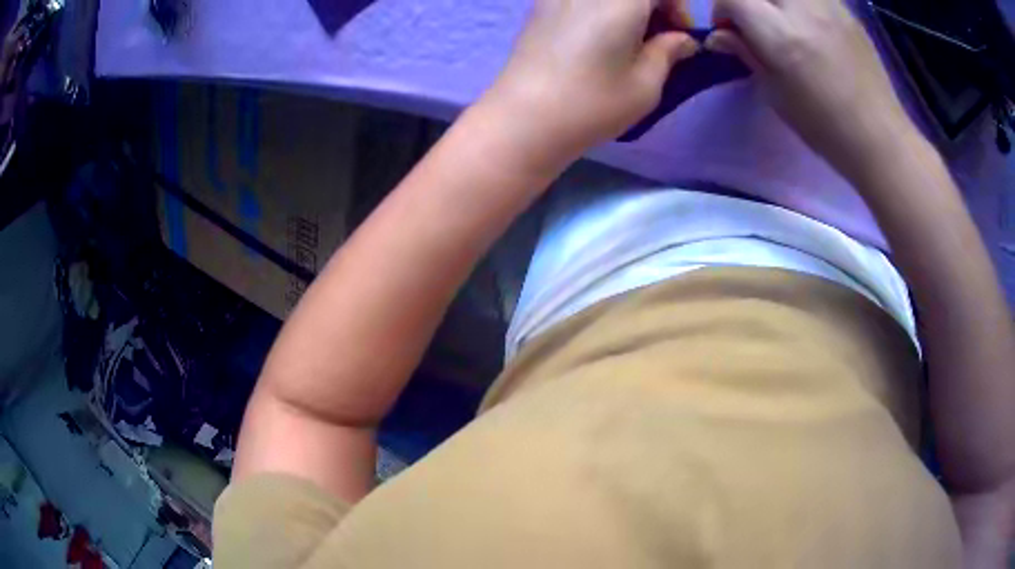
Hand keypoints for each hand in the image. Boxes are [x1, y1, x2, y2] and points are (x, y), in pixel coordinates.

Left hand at [482, 0, 698, 163]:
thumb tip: (682, 40)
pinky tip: (598, 36)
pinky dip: (600, 8)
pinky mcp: (539, 6)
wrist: (523, 119)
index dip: (677, 7)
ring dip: (626, 8)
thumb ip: (669, 52)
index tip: (679, 36)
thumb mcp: (645, 85)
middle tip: (656, 37)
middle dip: (652, 6)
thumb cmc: (592, 103)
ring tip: (628, 38)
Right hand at [706, 0, 918, 174]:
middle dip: (748, 0)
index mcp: (780, 36)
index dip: (721, 9)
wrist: (878, 138)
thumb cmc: (824, 127)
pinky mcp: (846, 10)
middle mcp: (802, 9)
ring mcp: (828, 6)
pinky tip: (807, 20)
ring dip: (777, 1)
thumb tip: (718, 36)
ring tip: (782, 18)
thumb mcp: (776, 95)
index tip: (727, 28)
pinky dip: (802, 3)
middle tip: (754, 20)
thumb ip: (746, 54)